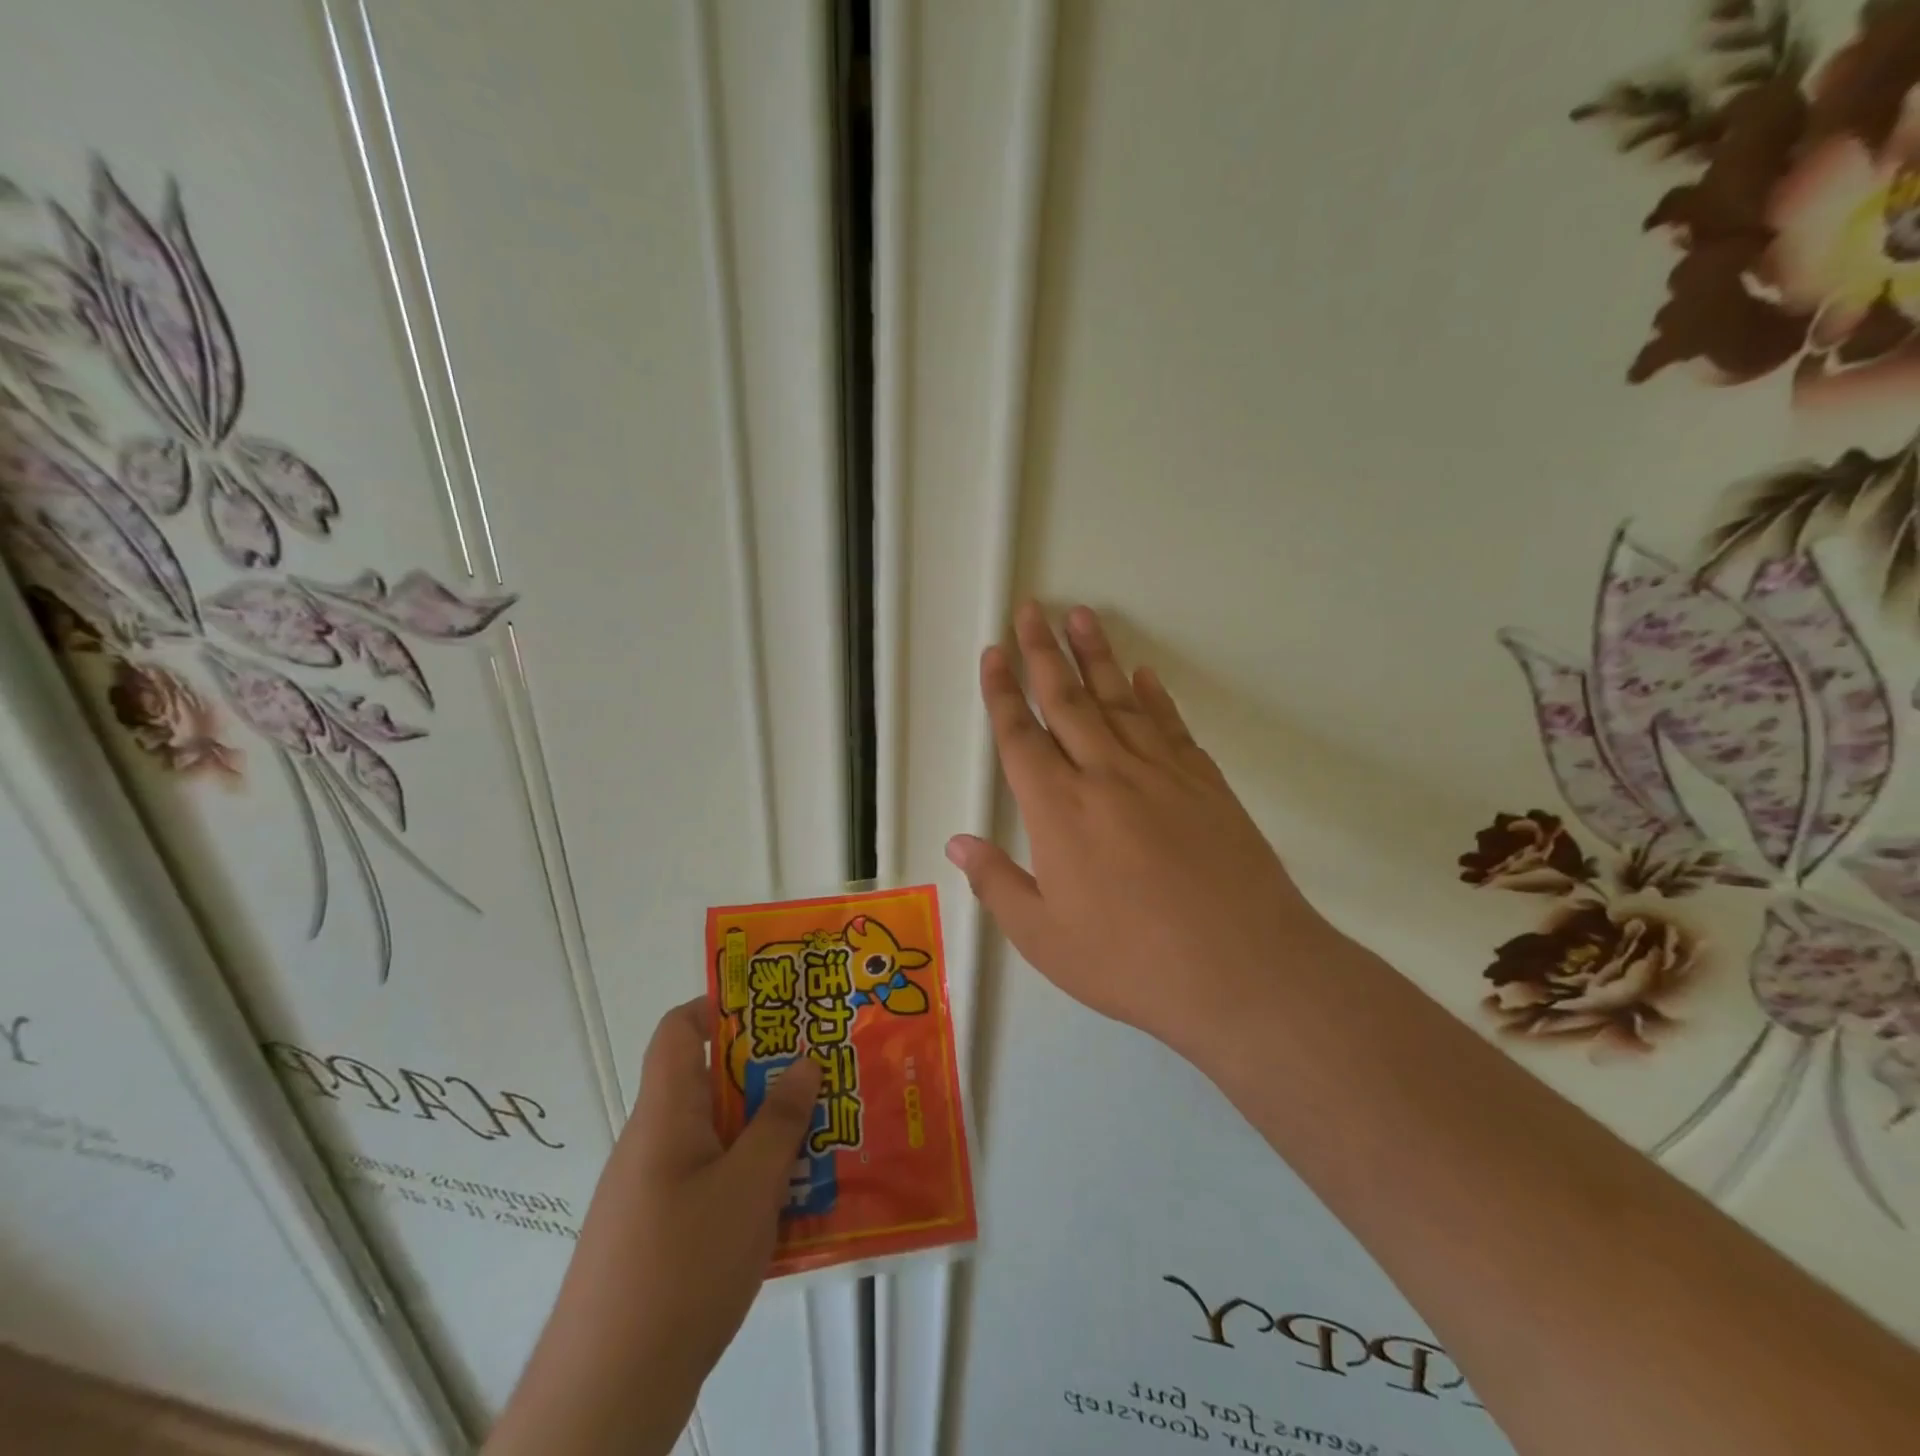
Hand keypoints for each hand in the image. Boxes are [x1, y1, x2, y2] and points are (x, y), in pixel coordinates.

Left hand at [613, 998, 821, 1384]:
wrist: (606, 1400)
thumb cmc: (680, 1269)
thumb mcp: (748, 1186)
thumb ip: (780, 1120)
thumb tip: (803, 1061)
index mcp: (665, 1114)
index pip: (679, 1030)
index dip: (722, 1006)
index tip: (778, 1010)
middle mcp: (654, 1143)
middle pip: (710, 1084)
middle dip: (768, 1075)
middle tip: (824, 1074)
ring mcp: (655, 1193)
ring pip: (719, 1138)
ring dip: (768, 1132)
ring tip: (825, 1136)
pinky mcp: (662, 1238)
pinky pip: (714, 1184)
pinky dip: (753, 1180)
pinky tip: (795, 1205)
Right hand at [946, 602, 1338, 1054]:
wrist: (1244, 971)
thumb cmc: (1132, 962)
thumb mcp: (1045, 939)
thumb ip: (997, 885)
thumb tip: (959, 844)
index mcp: (1058, 811)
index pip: (1020, 736)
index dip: (1002, 693)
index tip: (994, 654)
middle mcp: (1105, 776)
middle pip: (1066, 700)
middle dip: (1043, 652)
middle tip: (1032, 609)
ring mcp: (1160, 773)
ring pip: (1118, 699)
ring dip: (1095, 655)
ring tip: (1079, 616)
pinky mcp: (1205, 782)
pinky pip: (1170, 724)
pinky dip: (1153, 695)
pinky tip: (1143, 675)